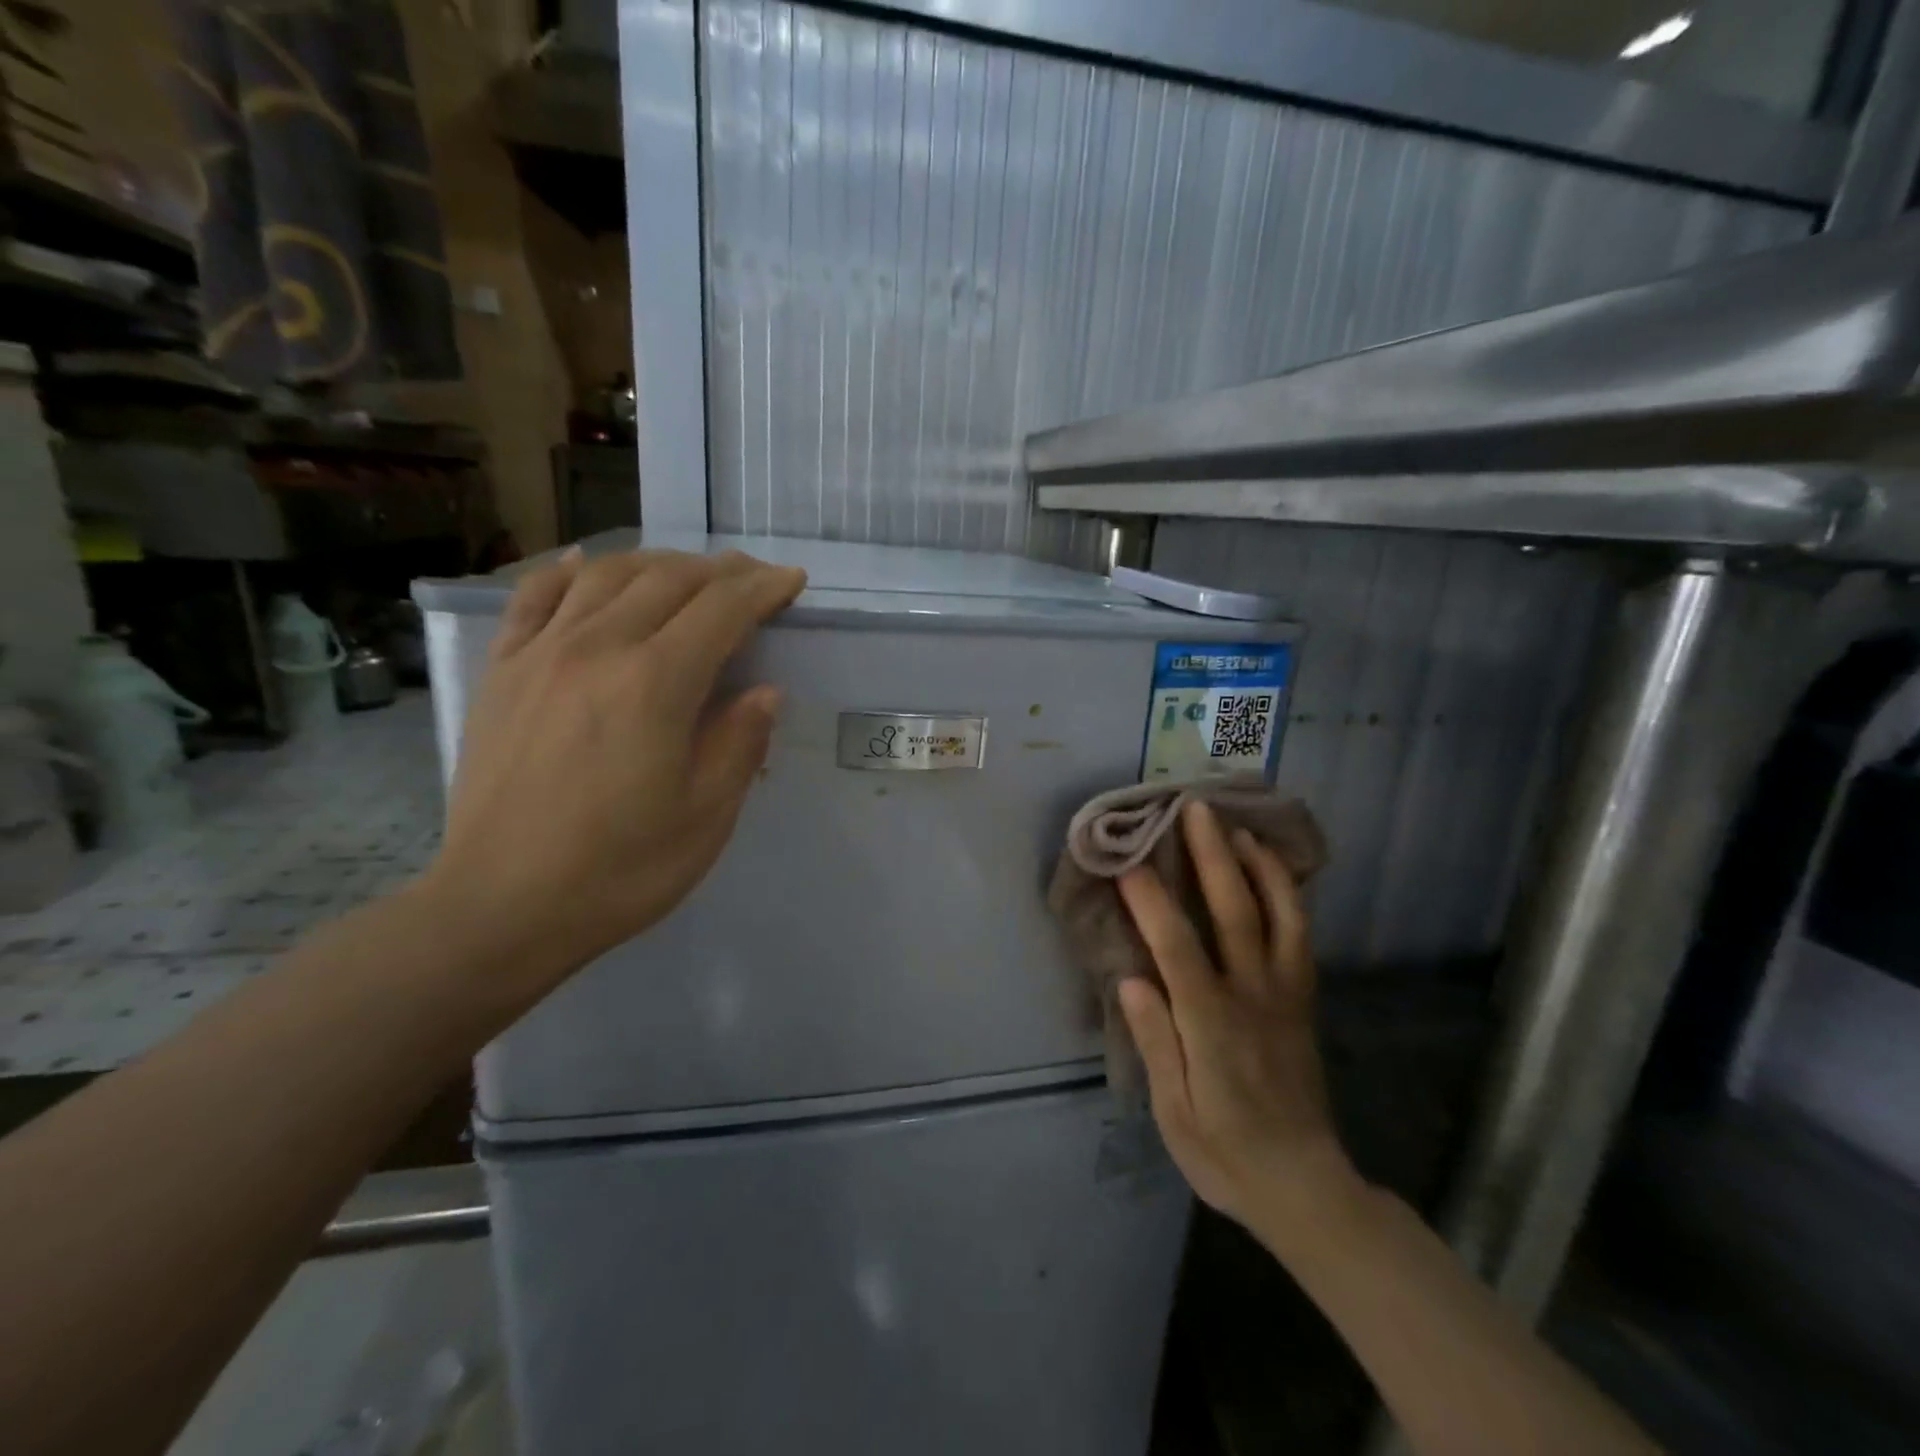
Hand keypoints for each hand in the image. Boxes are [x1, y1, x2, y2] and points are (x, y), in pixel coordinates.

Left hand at [421, 548, 805, 1000]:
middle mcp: (597, 648)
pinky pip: (534, 597)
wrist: (501, 907)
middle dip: (721, 571)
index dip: (764, 589)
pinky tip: (587, 565)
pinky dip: (569, 571)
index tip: (792, 582)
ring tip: (688, 575)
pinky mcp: (502, 671)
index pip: (722, 609)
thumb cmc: (620, 869)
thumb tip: (764, 691)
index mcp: (655, 684)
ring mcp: (541, 654)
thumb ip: (740, 742)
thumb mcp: (706, 817)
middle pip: (668, 579)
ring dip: (657, 564)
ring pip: (606, 575)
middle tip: (752, 579)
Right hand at [1118, 800, 1358, 1240]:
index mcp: (1213, 1027)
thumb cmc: (1226, 1154)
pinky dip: (1287, 895)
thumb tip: (1131, 980)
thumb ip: (1156, 1043)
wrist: (1307, 1187)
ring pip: (1279, 916)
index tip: (1127, 863)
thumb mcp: (1176, 1114)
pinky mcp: (1303, 1000)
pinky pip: (1300, 936)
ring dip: (1258, 866)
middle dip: (1212, 857)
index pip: (1178, 950)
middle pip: (1235, 914)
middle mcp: (1253, 998)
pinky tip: (1273, 870)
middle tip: (1193, 810)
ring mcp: (1285, 995)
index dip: (1152, 903)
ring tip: (1238, 826)